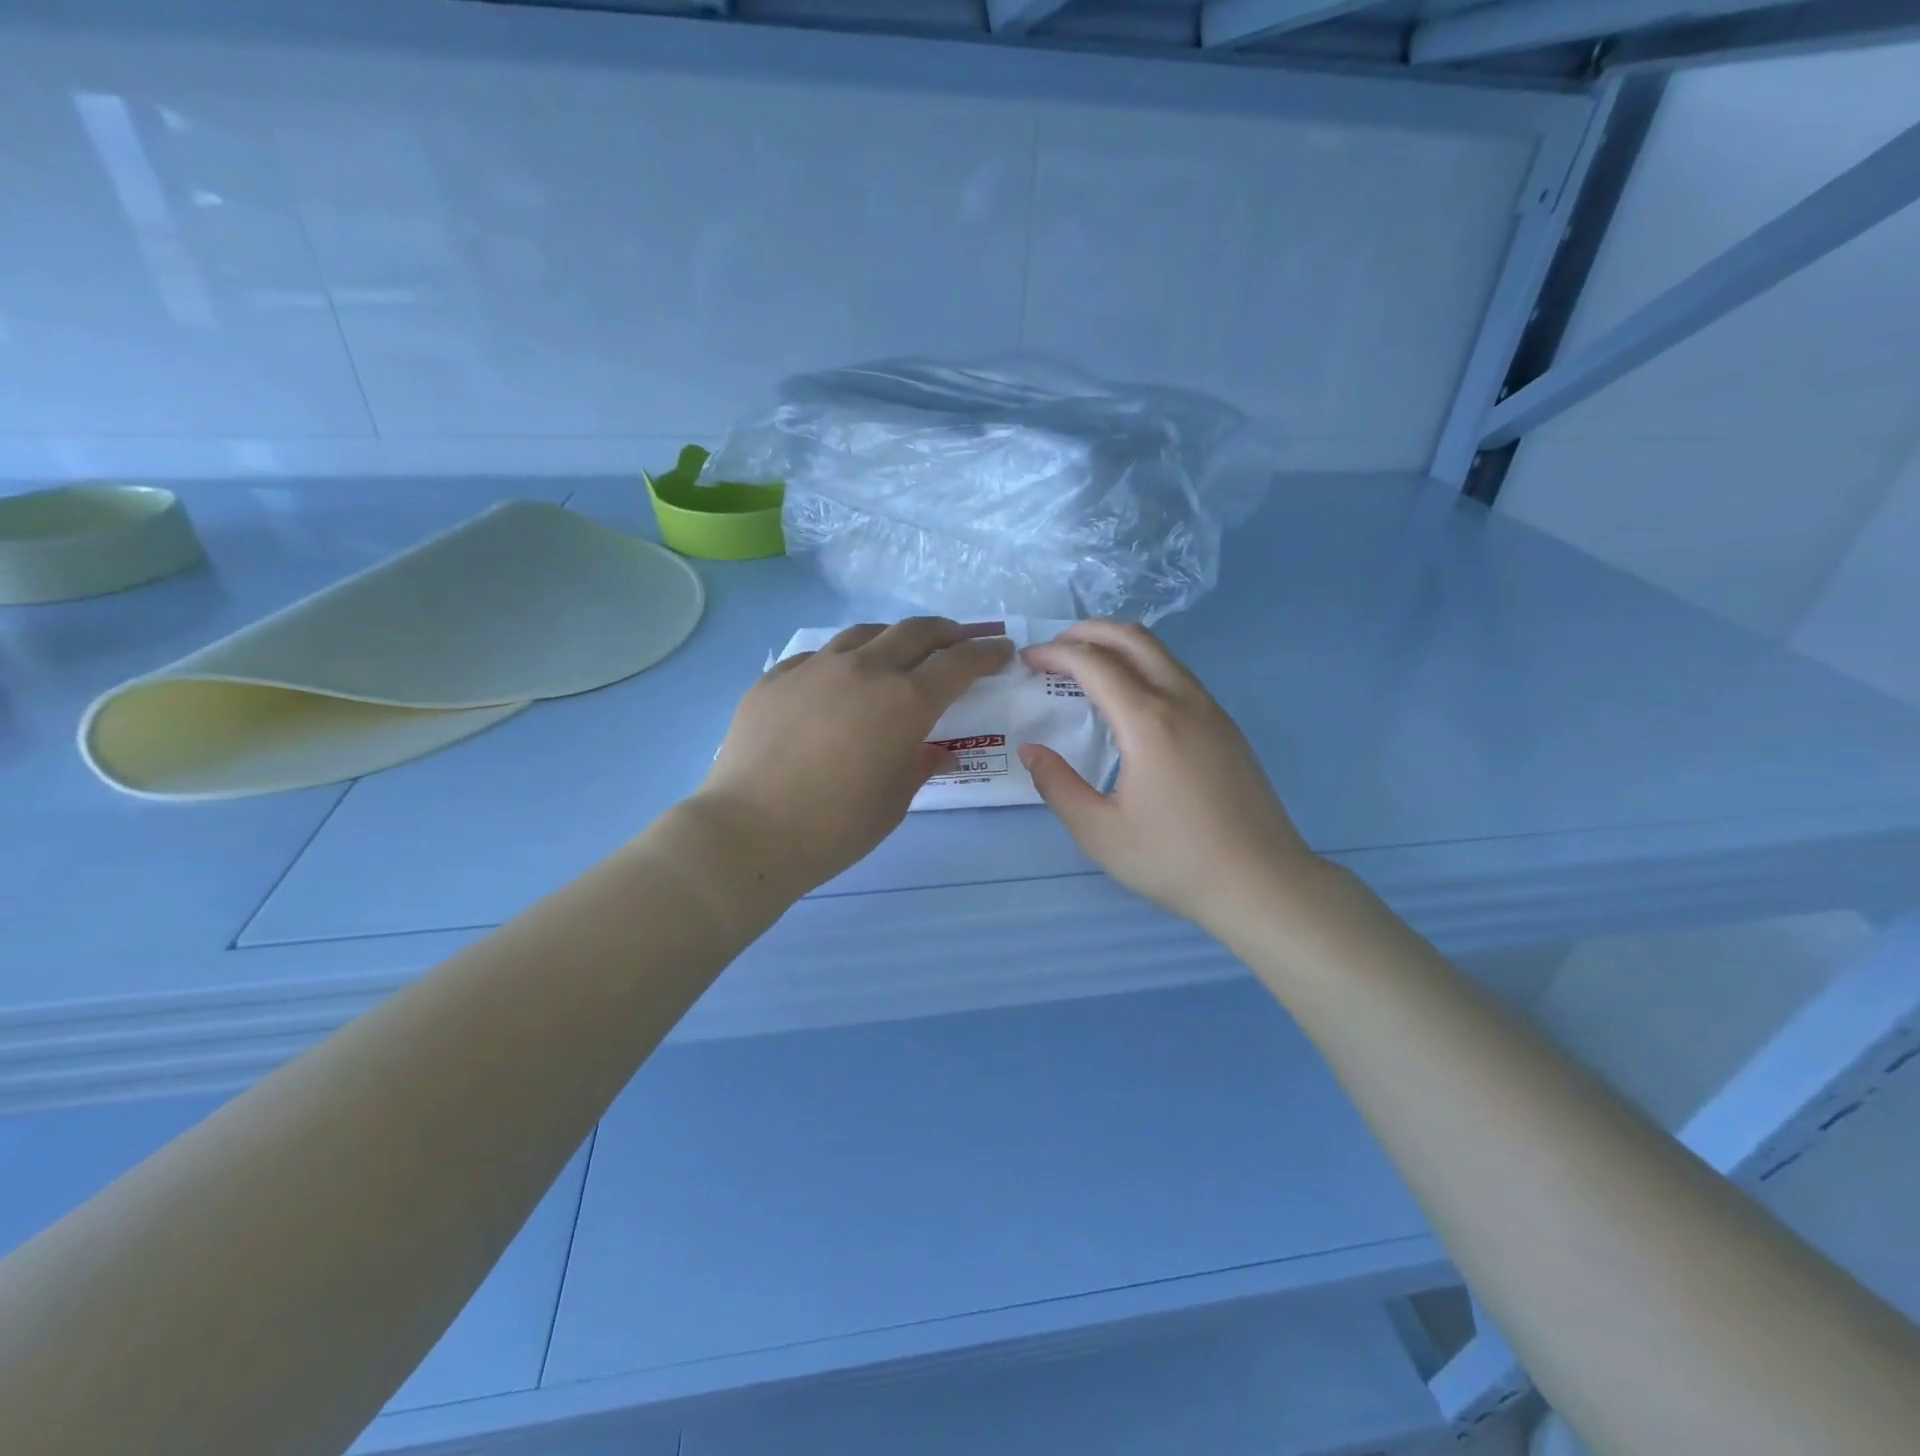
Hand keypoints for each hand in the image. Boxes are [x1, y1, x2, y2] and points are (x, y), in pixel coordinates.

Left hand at [698, 618, 1012, 894]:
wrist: (749, 831)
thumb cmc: (836, 826)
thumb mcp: (894, 800)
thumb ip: (920, 765)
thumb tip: (935, 751)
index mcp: (904, 701)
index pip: (958, 663)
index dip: (986, 654)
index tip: (1002, 651)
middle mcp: (864, 669)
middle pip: (915, 632)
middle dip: (946, 633)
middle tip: (959, 641)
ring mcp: (815, 667)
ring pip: (865, 634)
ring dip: (893, 638)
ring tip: (899, 652)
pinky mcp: (776, 677)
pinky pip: (819, 656)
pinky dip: (843, 660)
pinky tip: (838, 680)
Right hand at [1019, 620, 1321, 934]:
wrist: (1262, 883)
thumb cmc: (1175, 861)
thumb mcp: (1100, 833)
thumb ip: (1058, 785)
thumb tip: (1031, 750)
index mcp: (1148, 722)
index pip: (1094, 663)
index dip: (1055, 653)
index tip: (1027, 660)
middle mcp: (1182, 701)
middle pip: (1133, 638)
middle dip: (1087, 632)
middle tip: (1053, 649)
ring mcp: (1211, 710)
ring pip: (1161, 653)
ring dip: (1118, 647)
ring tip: (1085, 668)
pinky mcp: (1226, 727)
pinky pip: (1178, 675)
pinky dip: (1143, 667)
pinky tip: (1128, 700)